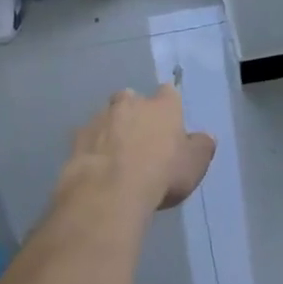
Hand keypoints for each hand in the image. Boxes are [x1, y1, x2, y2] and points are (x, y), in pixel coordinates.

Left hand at [59, 84, 215, 212]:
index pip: (168, 93)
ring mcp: (100, 118)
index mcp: (162, 105)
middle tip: (139, 138)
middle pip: (132, 99)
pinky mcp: (77, 138)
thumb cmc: (161, 173)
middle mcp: (130, 103)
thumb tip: (205, 136)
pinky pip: (88, 138)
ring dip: (111, 130)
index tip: (169, 121)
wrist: (109, 191)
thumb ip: (201, 147)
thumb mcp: (194, 165)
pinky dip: (93, 148)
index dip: (168, 106)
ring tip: (115, 157)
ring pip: (107, 117)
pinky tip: (97, 167)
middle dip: (134, 113)